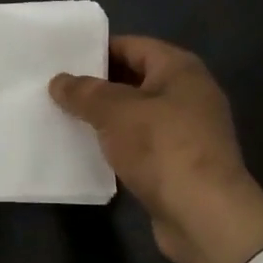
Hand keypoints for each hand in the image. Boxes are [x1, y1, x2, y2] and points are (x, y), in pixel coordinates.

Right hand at [49, 35, 262, 262]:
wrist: (206, 217)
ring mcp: (187, 131)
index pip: (132, 46)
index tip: (63, 60)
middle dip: (98, 86)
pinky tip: (89, 152)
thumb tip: (59, 81)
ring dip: (106, 118)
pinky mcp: (181, 164)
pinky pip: (142, 144)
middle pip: (135, 79)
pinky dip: (119, 145)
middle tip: (57, 90)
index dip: (97, 50)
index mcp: (179, 69)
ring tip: (65, 119)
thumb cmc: (162, 148)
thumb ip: (84, 92)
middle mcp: (189, 93)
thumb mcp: (114, 111)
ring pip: (137, 114)